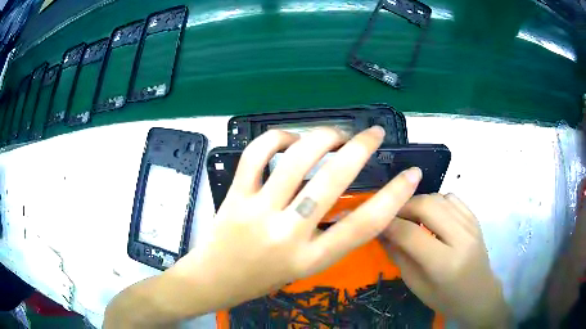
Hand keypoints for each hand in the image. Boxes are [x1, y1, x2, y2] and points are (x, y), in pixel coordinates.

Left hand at [170, 126, 421, 312]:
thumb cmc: (261, 278)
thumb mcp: (304, 268)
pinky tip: (289, 138)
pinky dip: (276, 138)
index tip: (411, 174)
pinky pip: (256, 156)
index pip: (364, 225)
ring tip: (336, 133)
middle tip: (374, 133)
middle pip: (333, 180)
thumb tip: (349, 197)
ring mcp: (258, 211)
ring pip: (296, 159)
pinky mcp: (234, 195)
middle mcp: (288, 234)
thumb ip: (328, 237)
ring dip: (322, 136)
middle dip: (360, 148)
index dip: (395, 197)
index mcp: (311, 259)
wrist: (213, 280)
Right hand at [379, 194, 509, 327]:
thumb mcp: (416, 285)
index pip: (410, 233)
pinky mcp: (475, 218)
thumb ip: (398, 256)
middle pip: (426, 205)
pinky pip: (451, 198)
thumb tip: (380, 232)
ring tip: (410, 217)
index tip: (374, 222)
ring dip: (418, 202)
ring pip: (438, 197)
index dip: (388, 224)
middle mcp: (461, 238)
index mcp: (444, 263)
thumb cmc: (445, 298)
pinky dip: (436, 202)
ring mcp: (471, 225)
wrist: (479, 294)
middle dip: (403, 206)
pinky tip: (431, 216)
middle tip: (391, 216)